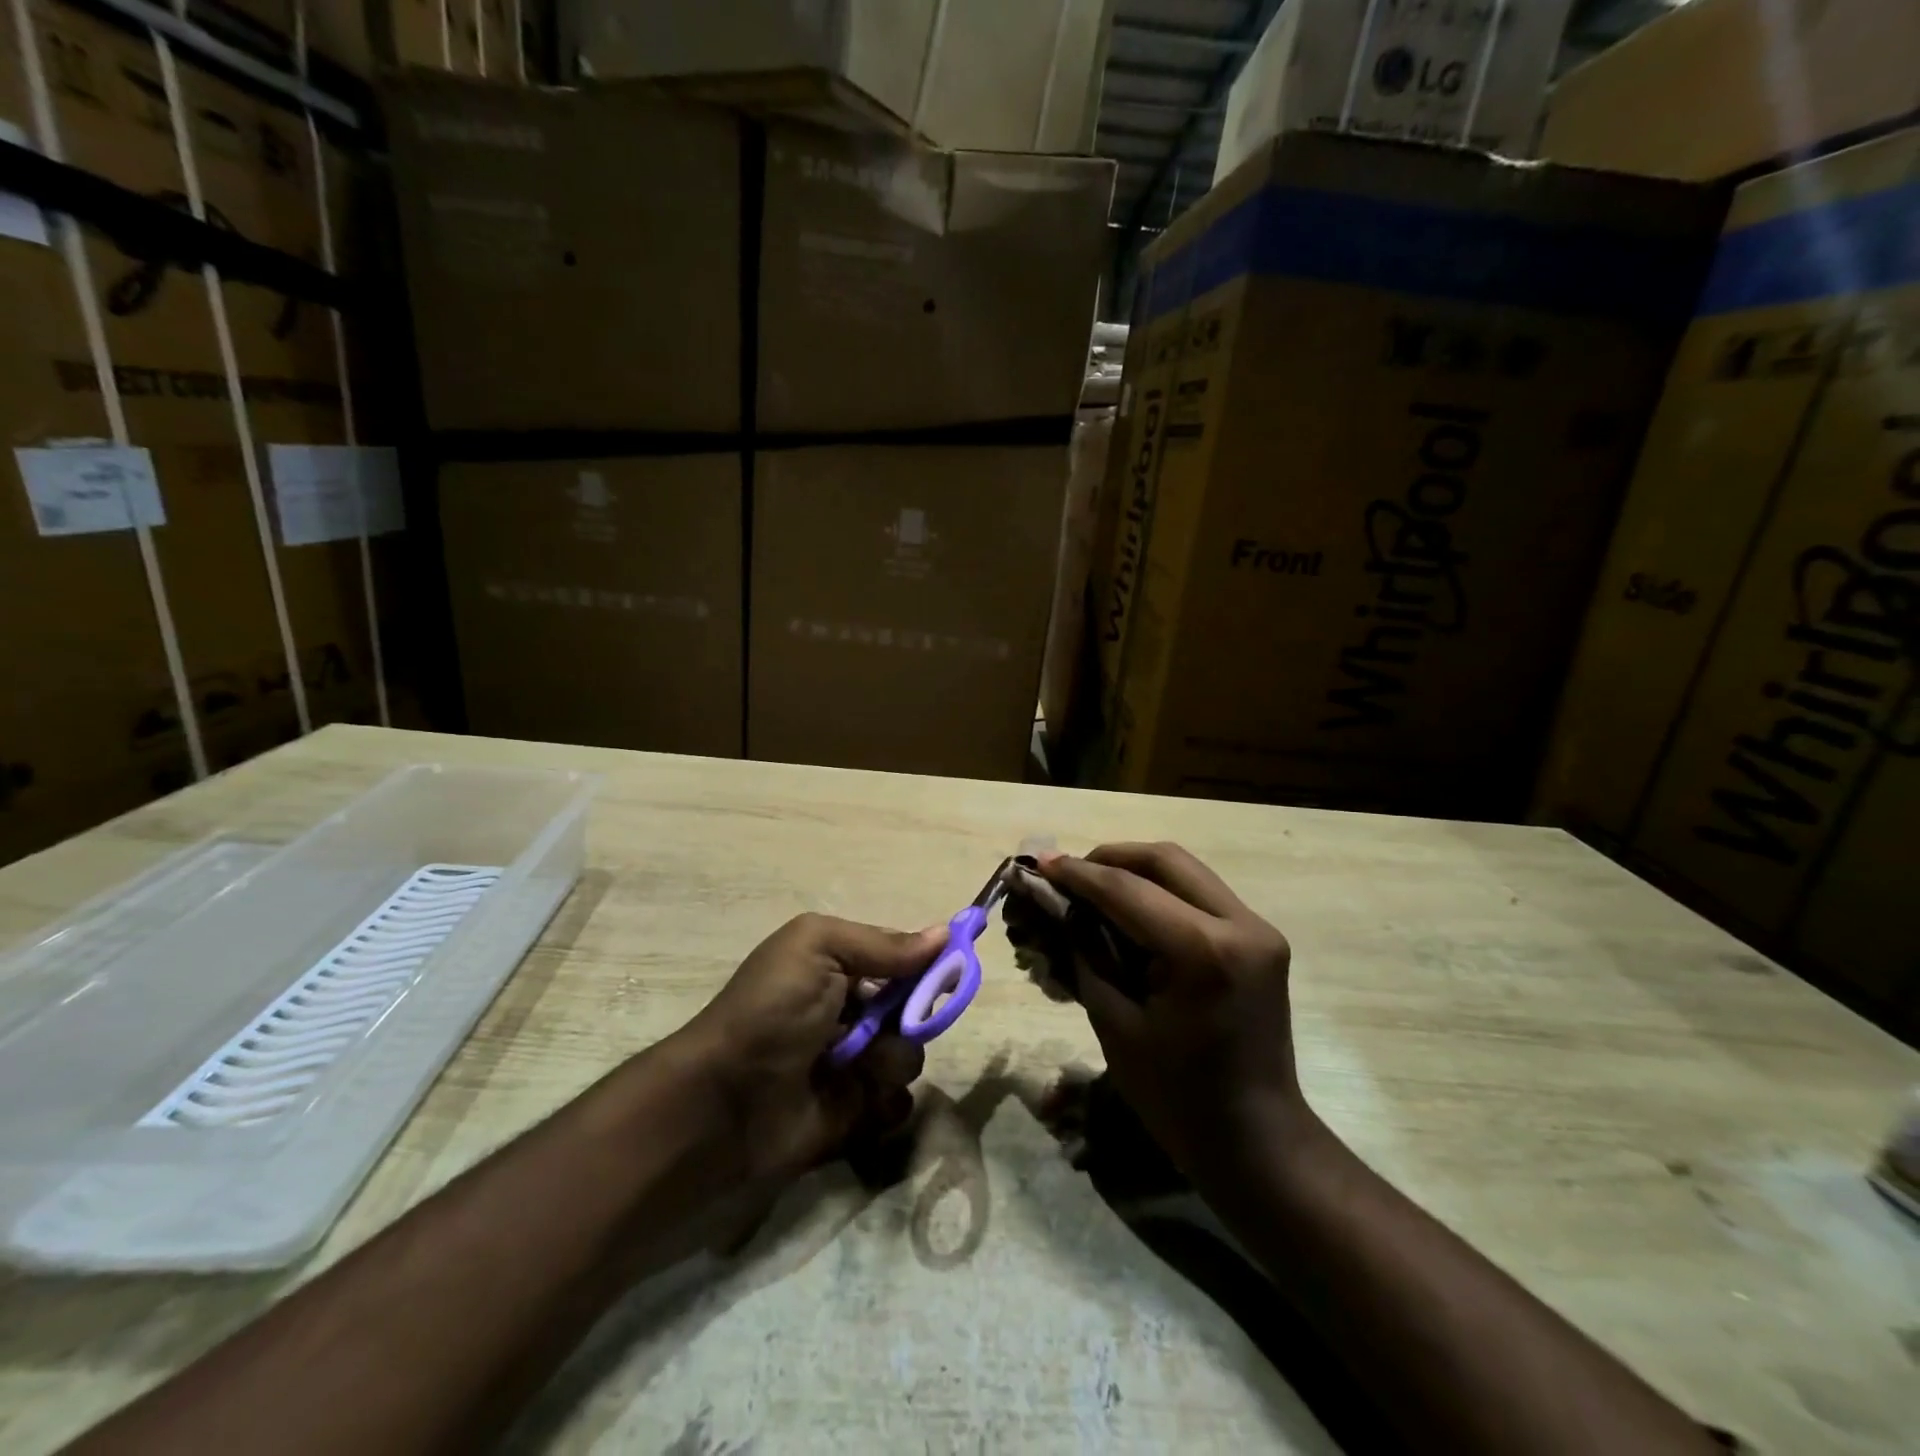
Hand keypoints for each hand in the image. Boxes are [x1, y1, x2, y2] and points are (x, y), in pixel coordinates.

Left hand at [686, 913, 943, 1184]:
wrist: (723, 1100)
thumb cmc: (771, 1009)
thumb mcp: (819, 948)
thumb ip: (884, 944)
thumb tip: (945, 934)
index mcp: (840, 967)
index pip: (902, 960)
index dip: (928, 964)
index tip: (950, 969)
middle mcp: (852, 1012)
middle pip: (914, 1009)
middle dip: (914, 1015)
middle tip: (893, 1023)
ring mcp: (854, 1064)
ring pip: (909, 1056)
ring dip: (892, 1058)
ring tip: (857, 1065)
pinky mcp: (855, 1113)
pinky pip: (897, 1104)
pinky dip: (886, 1101)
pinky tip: (861, 1098)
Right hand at [1034, 843, 1301, 1173]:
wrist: (1257, 1141)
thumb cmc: (1177, 1097)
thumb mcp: (1115, 1024)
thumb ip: (1086, 954)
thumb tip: (1059, 908)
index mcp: (1204, 952)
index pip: (1128, 890)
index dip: (1079, 874)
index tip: (1041, 863)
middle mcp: (1241, 926)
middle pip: (1166, 860)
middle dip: (1110, 858)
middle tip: (1069, 872)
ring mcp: (1258, 929)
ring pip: (1186, 870)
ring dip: (1136, 870)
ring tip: (1094, 886)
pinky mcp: (1260, 939)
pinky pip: (1201, 894)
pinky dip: (1161, 891)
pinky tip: (1130, 908)